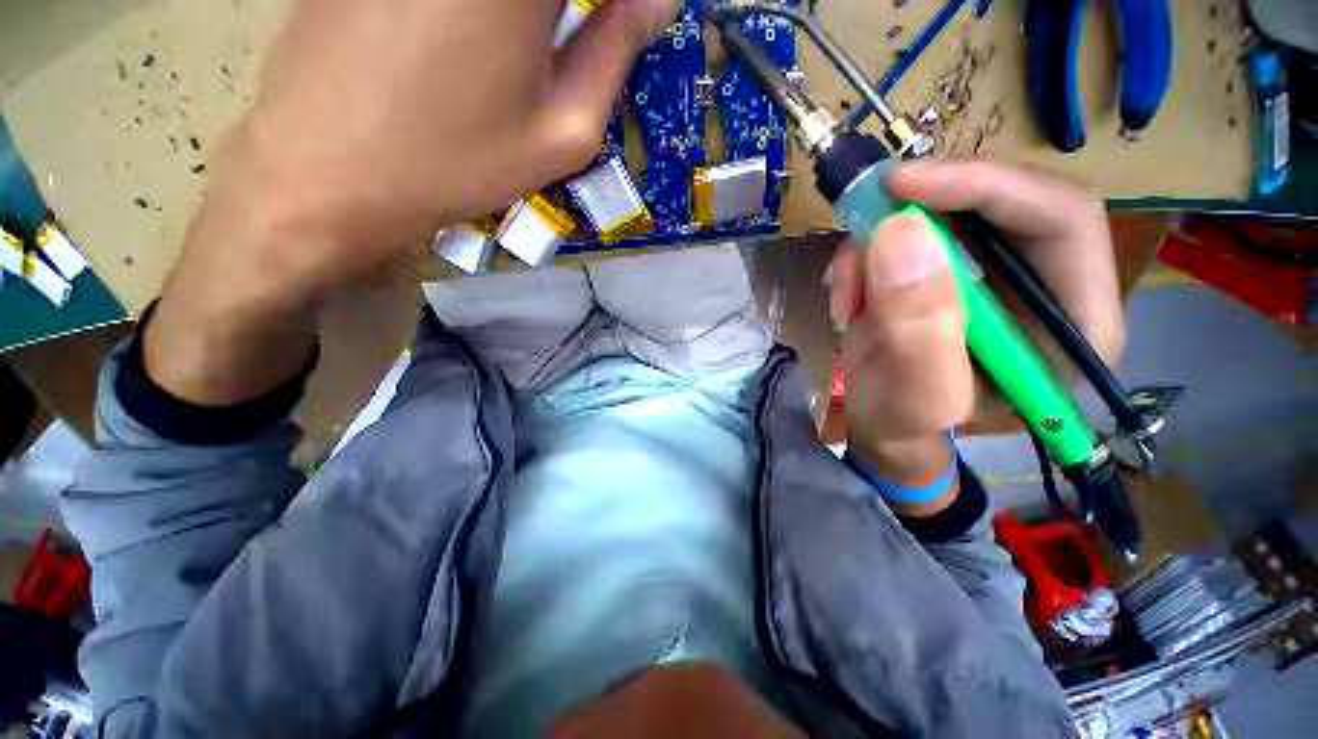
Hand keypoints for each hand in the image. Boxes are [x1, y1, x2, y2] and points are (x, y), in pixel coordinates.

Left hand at [144, 0, 679, 404]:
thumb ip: (616, 53)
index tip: (616, 32)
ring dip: (530, 19)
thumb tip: (660, 1)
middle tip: (577, 42)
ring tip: (523, 56)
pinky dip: (480, 18)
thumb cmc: (459, 163)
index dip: (612, 11)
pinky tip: (460, 51)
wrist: (326, 173)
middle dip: (569, 15)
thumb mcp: (563, 132)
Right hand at [825, 160, 1124, 508]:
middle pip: (1001, 202)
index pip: (1062, 217)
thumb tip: (900, 233)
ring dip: (878, 246)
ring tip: (846, 296)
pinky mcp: (948, 267)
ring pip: (940, 214)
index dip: (987, 187)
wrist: (884, 426)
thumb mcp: (915, 396)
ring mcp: (991, 270)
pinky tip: (847, 296)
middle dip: (921, 213)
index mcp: (1074, 323)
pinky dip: (865, 257)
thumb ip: (918, 328)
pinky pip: (904, 233)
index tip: (904, 188)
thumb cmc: (908, 427)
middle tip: (861, 227)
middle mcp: (1045, 282)